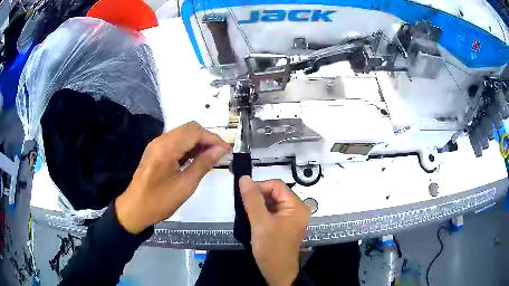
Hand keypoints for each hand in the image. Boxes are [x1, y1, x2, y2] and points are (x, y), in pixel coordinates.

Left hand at [115, 122, 229, 233]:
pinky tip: (196, 159)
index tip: (226, 150)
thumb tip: (220, 150)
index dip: (213, 138)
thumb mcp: (184, 186)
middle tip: (219, 154)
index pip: (194, 131)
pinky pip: (176, 142)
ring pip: (183, 134)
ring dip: (198, 142)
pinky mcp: (156, 150)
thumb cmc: (159, 201)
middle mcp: (160, 140)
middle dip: (207, 138)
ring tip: (211, 157)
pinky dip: (189, 147)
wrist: (135, 209)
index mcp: (166, 148)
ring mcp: (157, 145)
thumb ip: (203, 165)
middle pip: (189, 128)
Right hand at [240, 177, 310, 285]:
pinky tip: (254, 220)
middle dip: (259, 198)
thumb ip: (252, 199)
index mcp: (297, 206)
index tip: (244, 197)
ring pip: (273, 202)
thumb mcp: (260, 223)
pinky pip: (273, 212)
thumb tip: (245, 178)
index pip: (277, 185)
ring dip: (259, 206)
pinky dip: (262, 213)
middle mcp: (298, 209)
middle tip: (245, 208)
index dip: (259, 187)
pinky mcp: (286, 224)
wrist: (277, 272)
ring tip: (249, 215)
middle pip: (275, 193)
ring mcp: (292, 217)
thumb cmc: (271, 248)